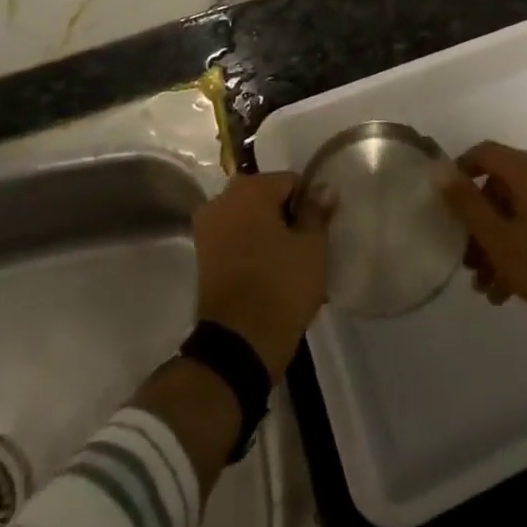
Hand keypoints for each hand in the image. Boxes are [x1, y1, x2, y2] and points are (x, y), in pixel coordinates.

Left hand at [192, 173, 329, 382]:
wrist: (237, 344)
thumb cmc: (280, 286)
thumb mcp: (312, 247)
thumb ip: (317, 211)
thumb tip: (324, 188)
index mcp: (250, 188)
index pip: (291, 181)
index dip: (309, 203)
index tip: (318, 230)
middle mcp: (223, 199)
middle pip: (267, 198)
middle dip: (286, 216)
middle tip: (304, 247)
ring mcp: (208, 227)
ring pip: (250, 219)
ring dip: (268, 233)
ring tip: (287, 263)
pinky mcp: (202, 255)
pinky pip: (235, 238)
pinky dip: (251, 248)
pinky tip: (267, 272)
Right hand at [436, 141, 526, 343]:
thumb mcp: (502, 241)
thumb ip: (466, 204)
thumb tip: (436, 167)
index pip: (484, 153)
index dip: (461, 173)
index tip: (447, 205)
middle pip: (504, 185)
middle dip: (482, 222)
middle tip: (470, 262)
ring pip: (525, 207)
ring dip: (504, 240)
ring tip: (491, 286)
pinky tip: (516, 285)